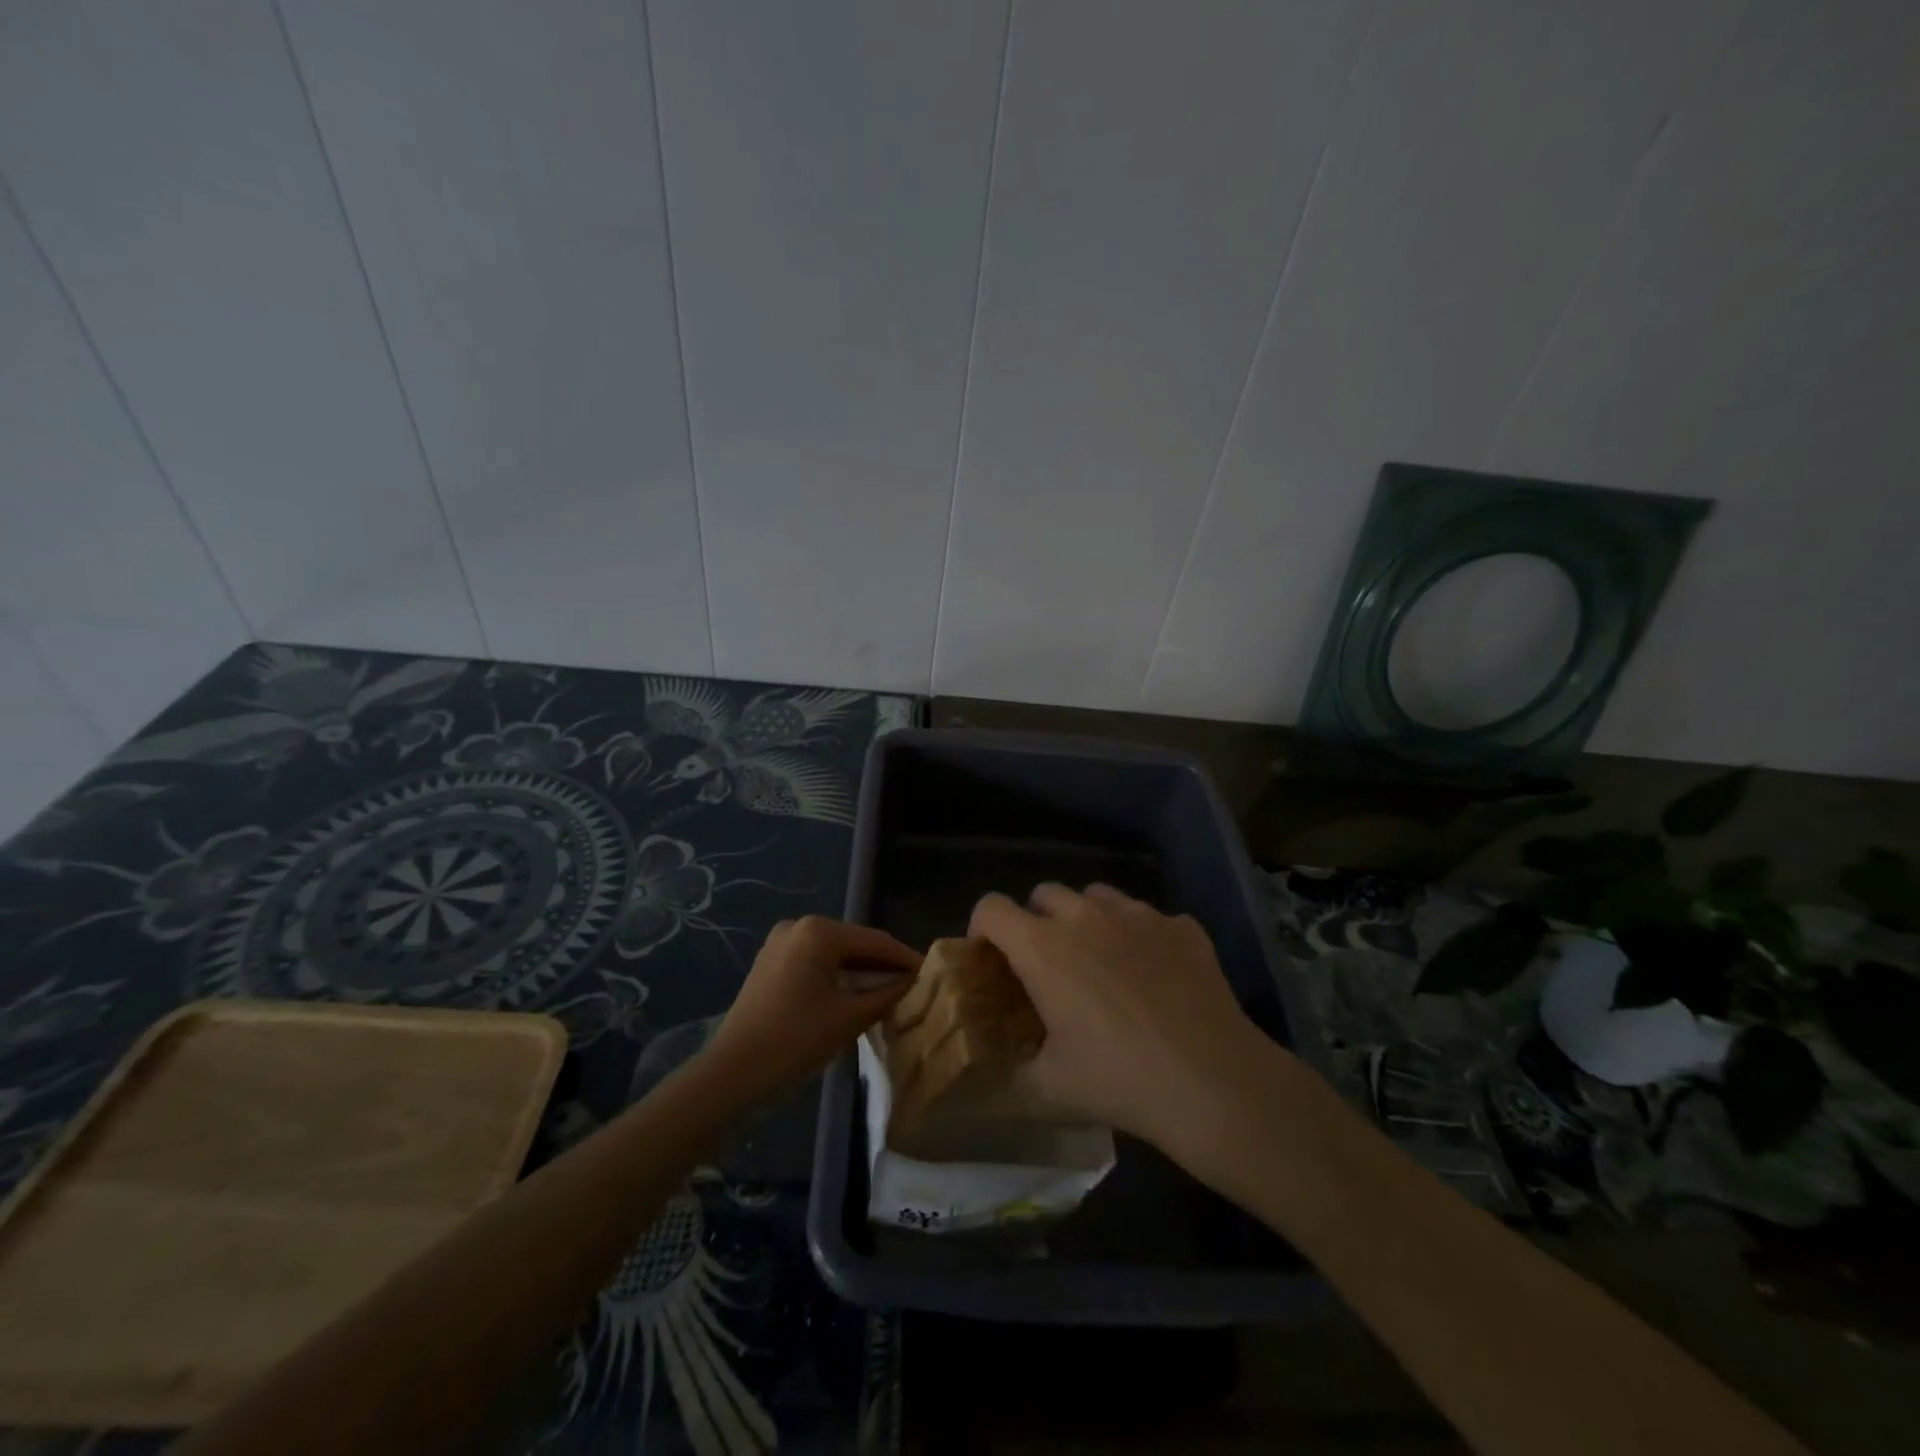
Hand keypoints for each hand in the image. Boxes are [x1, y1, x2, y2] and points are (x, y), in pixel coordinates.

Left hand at [704, 916, 920, 1101]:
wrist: (731, 1075)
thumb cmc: (795, 1040)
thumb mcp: (849, 1017)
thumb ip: (887, 994)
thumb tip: (915, 982)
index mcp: (819, 931)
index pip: (876, 941)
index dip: (906, 958)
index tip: (933, 974)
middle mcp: (799, 926)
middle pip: (855, 944)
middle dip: (884, 965)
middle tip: (915, 986)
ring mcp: (780, 944)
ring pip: (835, 954)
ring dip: (862, 972)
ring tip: (893, 993)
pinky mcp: (771, 964)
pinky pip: (816, 963)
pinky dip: (838, 977)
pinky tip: (858, 996)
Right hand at [969, 884, 1281, 1157]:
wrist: (1212, 1081)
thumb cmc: (1120, 1079)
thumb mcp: (1051, 1086)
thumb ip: (1018, 1068)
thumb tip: (1007, 1066)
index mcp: (1043, 947)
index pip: (991, 908)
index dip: (982, 926)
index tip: (990, 955)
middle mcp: (1085, 916)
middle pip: (1044, 893)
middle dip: (1036, 920)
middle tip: (1047, 963)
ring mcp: (1138, 914)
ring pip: (1096, 895)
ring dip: (1086, 918)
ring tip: (1100, 959)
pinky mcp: (1180, 925)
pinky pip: (1147, 917)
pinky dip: (1138, 935)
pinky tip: (1153, 973)